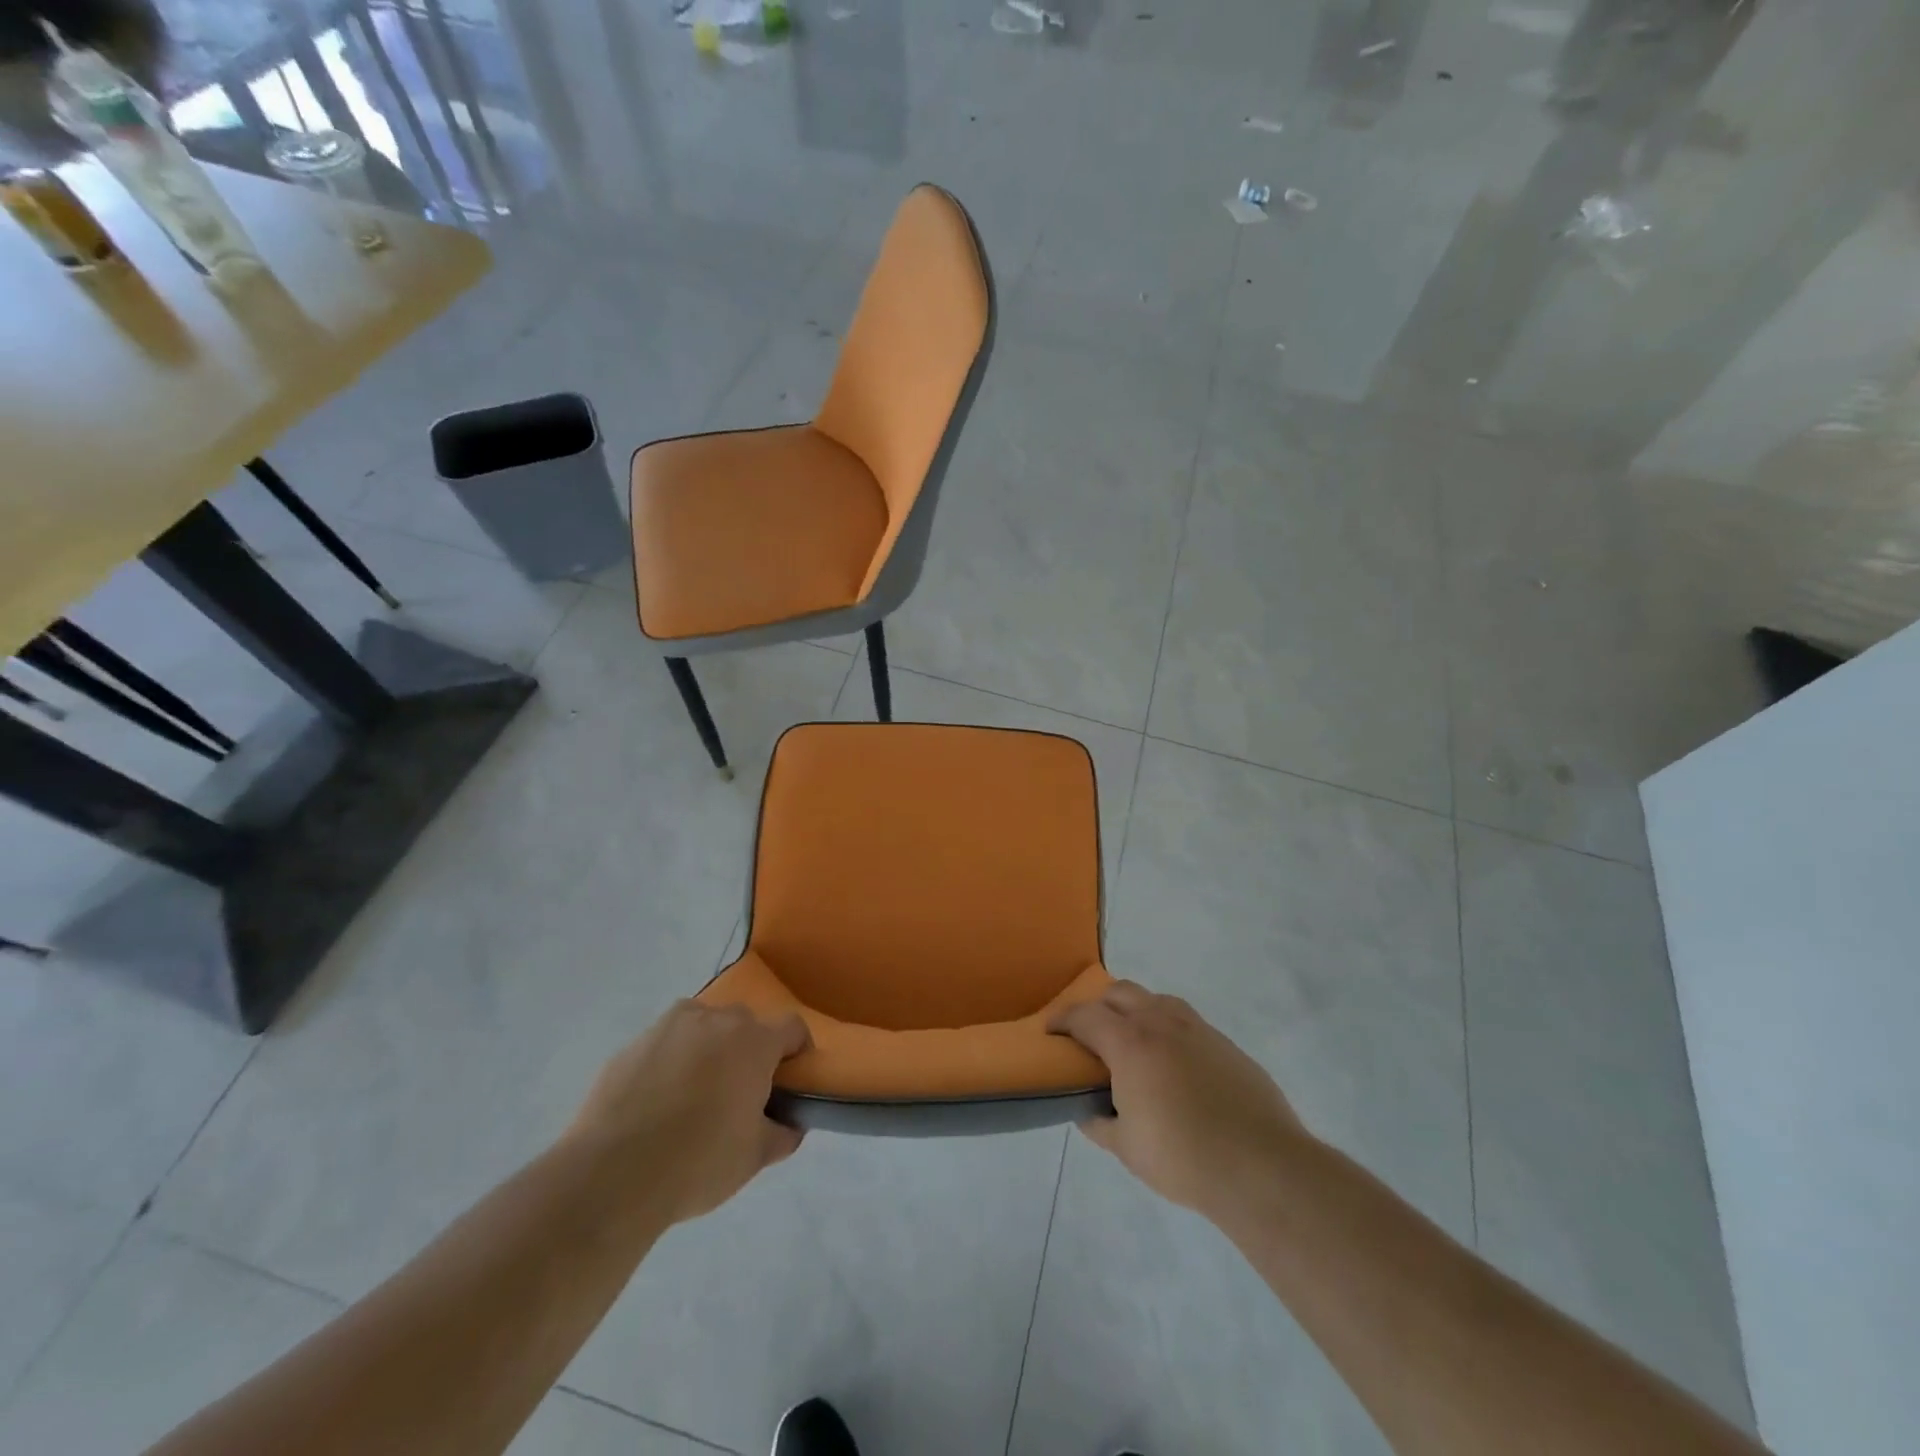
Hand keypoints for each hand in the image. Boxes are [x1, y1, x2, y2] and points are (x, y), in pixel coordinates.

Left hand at [567, 1000, 810, 1224]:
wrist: (611, 1174)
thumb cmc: (697, 1162)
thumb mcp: (754, 1158)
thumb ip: (781, 1134)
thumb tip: (789, 1125)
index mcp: (754, 1042)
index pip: (792, 1028)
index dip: (797, 1051)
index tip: (790, 1079)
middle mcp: (716, 1019)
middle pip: (745, 1024)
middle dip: (748, 1050)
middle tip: (739, 1092)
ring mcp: (670, 1026)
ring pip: (702, 1026)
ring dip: (708, 1048)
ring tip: (694, 1092)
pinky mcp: (633, 1043)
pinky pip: (665, 1043)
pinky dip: (670, 1061)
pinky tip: (657, 1102)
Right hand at [1050, 981, 1306, 1222]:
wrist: (1261, 1166)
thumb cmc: (1183, 1157)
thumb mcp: (1126, 1147)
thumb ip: (1099, 1123)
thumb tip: (1086, 1111)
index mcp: (1130, 1042)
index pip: (1085, 1015)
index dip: (1062, 1019)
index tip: (1050, 1031)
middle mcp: (1162, 1023)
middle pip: (1121, 993)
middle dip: (1099, 1007)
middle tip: (1092, 1036)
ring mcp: (1198, 1029)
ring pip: (1157, 1001)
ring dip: (1137, 1012)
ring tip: (1134, 1045)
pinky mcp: (1226, 1045)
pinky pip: (1188, 1024)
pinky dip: (1169, 1032)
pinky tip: (1174, 1067)